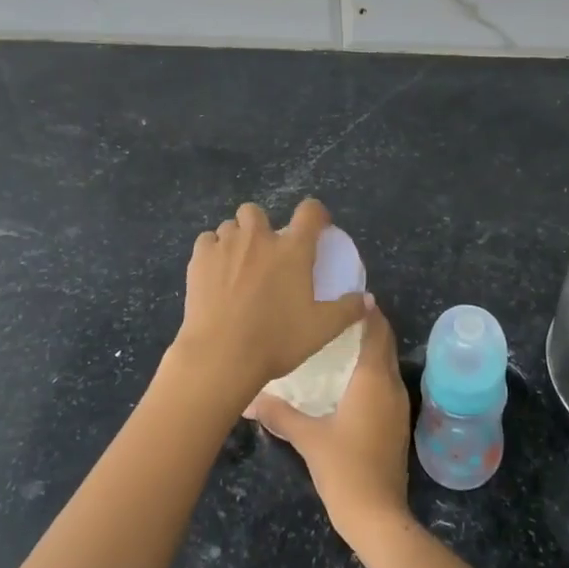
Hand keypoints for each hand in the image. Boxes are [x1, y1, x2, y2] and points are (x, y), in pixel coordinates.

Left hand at [174, 199, 370, 400]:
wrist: (221, 356)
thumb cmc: (276, 340)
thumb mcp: (321, 330)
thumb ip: (348, 310)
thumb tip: (369, 299)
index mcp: (293, 249)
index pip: (310, 212)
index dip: (316, 213)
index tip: (318, 226)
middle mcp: (259, 238)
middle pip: (257, 211)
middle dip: (261, 225)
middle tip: (266, 252)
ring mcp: (226, 245)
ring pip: (230, 225)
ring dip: (236, 238)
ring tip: (237, 264)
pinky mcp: (199, 258)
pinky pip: (207, 241)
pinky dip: (212, 250)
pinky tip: (214, 271)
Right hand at [247, 301, 411, 541]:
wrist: (377, 516)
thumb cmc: (344, 468)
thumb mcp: (307, 437)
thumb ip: (279, 414)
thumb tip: (248, 398)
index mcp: (373, 378)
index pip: (376, 329)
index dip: (365, 309)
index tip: (345, 294)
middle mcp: (391, 385)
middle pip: (384, 343)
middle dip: (366, 325)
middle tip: (334, 313)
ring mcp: (398, 406)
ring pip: (385, 363)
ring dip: (369, 348)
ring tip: (336, 339)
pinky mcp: (396, 424)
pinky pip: (385, 383)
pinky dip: (371, 370)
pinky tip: (347, 378)